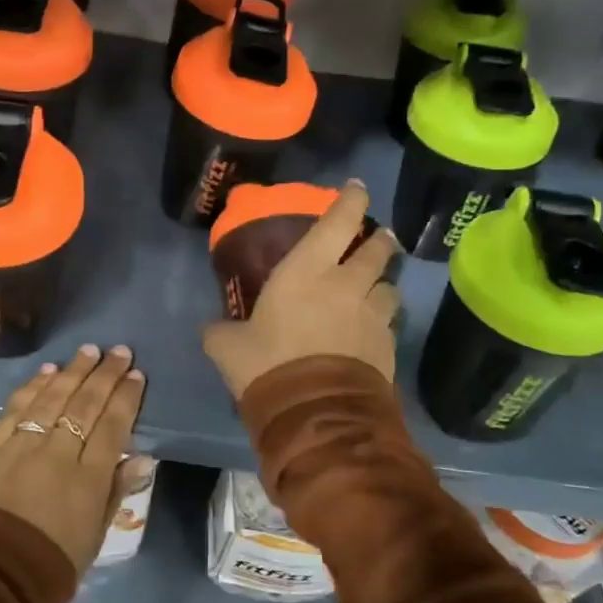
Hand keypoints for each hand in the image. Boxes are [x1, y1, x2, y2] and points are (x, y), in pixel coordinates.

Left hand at [0, 345, 146, 575]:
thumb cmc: (49, 566)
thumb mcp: (94, 537)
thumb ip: (115, 492)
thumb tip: (140, 457)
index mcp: (88, 479)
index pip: (113, 425)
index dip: (126, 397)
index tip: (136, 374)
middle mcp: (57, 454)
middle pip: (85, 404)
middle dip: (105, 374)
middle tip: (118, 351)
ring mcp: (21, 447)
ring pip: (52, 399)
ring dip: (72, 372)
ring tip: (88, 351)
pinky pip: (16, 410)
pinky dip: (33, 387)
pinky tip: (47, 372)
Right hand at [202, 180, 400, 399]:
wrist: (316, 414)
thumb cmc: (268, 365)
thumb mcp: (229, 348)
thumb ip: (220, 332)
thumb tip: (211, 329)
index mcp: (307, 271)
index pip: (339, 221)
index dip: (351, 200)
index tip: (357, 188)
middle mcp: (347, 284)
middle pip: (377, 251)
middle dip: (379, 240)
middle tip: (379, 238)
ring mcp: (373, 316)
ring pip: (390, 288)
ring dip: (384, 284)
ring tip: (378, 289)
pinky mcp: (388, 347)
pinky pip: (390, 325)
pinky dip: (383, 322)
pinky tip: (373, 333)